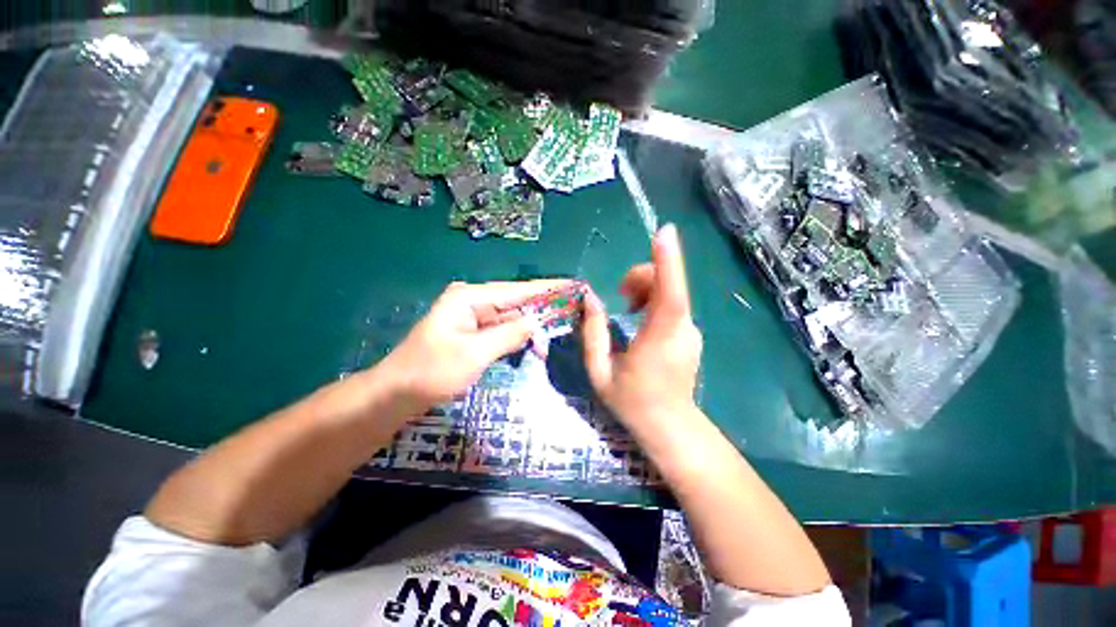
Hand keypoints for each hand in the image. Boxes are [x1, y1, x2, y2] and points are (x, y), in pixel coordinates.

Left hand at [378, 280, 567, 414]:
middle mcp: (472, 301)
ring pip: (510, 318)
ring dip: (530, 328)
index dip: (547, 288)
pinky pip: (501, 330)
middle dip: (541, 310)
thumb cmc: (432, 372)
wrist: (397, 394)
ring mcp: (472, 317)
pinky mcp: (473, 333)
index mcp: (470, 297)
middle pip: (516, 302)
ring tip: (555, 334)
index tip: (572, 285)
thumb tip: (536, 321)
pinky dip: (517, 337)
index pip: (517, 290)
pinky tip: (534, 344)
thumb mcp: (474, 354)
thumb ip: (508, 335)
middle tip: (570, 313)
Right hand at [581, 224, 702, 426]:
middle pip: (668, 285)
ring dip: (646, 289)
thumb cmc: (632, 401)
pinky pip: (673, 305)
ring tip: (628, 309)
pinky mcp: (690, 333)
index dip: (668, 262)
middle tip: (621, 297)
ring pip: (671, 293)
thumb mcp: (600, 370)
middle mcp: (682, 329)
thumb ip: (593, 332)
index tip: (664, 231)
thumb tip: (590, 298)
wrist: (669, 426)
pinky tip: (640, 319)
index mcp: (659, 338)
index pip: (670, 293)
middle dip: (642, 277)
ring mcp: (690, 331)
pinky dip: (654, 301)